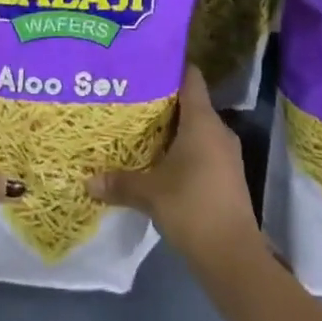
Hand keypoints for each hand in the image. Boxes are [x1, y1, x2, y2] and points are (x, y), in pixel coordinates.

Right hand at [88, 66, 260, 261]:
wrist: (234, 257)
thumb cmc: (192, 208)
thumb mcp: (150, 194)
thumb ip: (120, 183)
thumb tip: (87, 180)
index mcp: (202, 121)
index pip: (190, 77)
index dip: (171, 66)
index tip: (146, 62)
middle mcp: (218, 130)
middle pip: (190, 103)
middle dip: (163, 101)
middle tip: (132, 97)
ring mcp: (226, 154)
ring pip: (196, 129)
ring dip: (172, 129)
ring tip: (140, 128)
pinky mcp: (227, 177)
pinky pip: (203, 150)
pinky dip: (183, 150)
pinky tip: (160, 161)